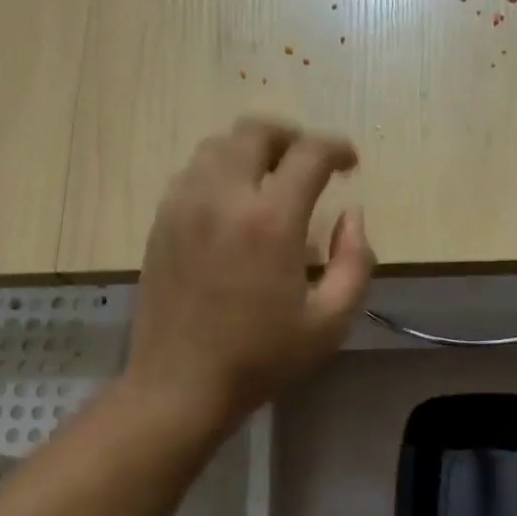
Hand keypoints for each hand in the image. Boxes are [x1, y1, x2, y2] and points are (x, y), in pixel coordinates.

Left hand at [126, 119, 374, 429]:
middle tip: (309, 164)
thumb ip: (355, 262)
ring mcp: (184, 205)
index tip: (350, 163)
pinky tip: (233, 205)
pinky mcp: (161, 221)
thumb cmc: (262, 358)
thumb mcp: (331, 323)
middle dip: (291, 137)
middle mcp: (223, 196)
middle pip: (255, 131)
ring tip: (270, 179)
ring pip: (218, 146)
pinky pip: (192, 173)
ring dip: (252, 150)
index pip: (309, 154)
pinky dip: (220, 171)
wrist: (182, 384)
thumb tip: (352, 216)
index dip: (337, 148)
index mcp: (270, 220)